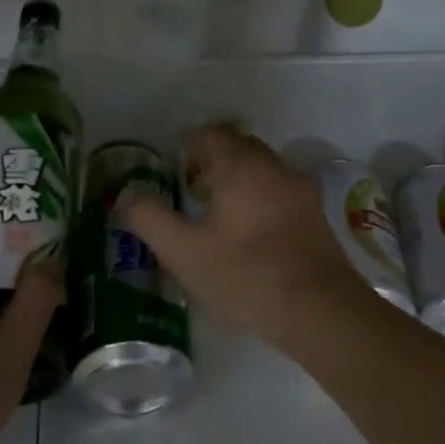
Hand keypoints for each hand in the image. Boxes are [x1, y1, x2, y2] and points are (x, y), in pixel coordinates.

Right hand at [121, 123, 367, 345]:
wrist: (319, 308)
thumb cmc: (245, 274)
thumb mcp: (184, 252)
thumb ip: (150, 219)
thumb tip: (126, 196)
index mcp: (241, 165)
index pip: (212, 135)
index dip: (191, 144)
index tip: (176, 162)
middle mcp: (274, 166)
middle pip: (241, 146)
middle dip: (216, 158)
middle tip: (194, 185)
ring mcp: (301, 189)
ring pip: (265, 167)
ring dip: (242, 177)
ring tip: (221, 209)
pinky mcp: (317, 214)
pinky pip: (283, 189)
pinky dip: (264, 195)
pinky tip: (254, 229)